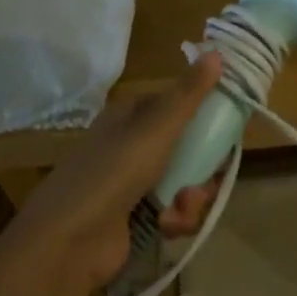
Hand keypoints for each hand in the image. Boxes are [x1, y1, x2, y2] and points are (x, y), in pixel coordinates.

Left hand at [7, 53, 225, 291]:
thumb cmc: (112, 174)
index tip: (229, 125)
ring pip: (185, 181)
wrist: (67, 244)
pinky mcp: (136, 219)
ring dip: (192, 198)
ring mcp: (133, 184)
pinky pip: (173, 211)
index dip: (205, 113)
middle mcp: (132, 146)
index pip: (178, 104)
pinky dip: (176, 219)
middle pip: (188, 146)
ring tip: (181, 208)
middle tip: (210, 177)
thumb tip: (216, 52)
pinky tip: (168, 227)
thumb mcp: (156, 129)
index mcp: (131, 116)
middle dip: (204, 166)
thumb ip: (188, 94)